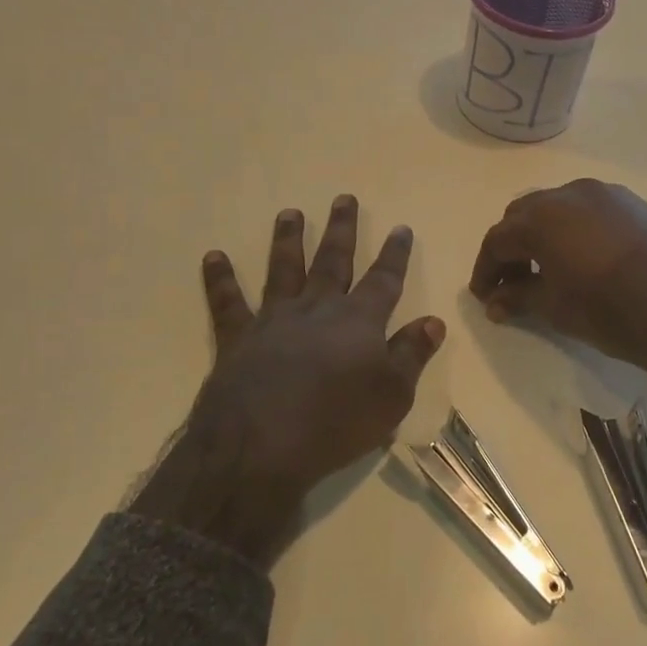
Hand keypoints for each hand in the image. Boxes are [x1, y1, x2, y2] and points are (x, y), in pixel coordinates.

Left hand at [131, 195, 444, 565]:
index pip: (384, 280)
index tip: (400, 228)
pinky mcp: (238, 338)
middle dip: (341, 229)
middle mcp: (317, 309)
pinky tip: (213, 257)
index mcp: (358, 321)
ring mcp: (275, 319)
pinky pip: (228, 302)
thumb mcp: (391, 395)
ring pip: (284, 269)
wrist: (259, 447)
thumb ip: (411, 354)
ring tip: (289, 213)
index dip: (395, 254)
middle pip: (333, 261)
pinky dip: (220, 279)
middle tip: (343, 198)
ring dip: (288, 239)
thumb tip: (433, 321)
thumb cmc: (335, 422)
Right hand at [469, 180, 646, 400]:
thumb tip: (496, 301)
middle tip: (513, 282)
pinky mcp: (637, 203)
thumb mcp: (558, 309)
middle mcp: (571, 194)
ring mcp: (608, 194)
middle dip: (513, 247)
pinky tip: (586, 259)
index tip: (484, 295)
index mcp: (543, 217)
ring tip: (549, 270)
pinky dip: (576, 231)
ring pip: (560, 208)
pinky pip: (592, 211)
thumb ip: (520, 297)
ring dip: (544, 235)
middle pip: (525, 215)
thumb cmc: (614, 312)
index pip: (498, 239)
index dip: (486, 269)